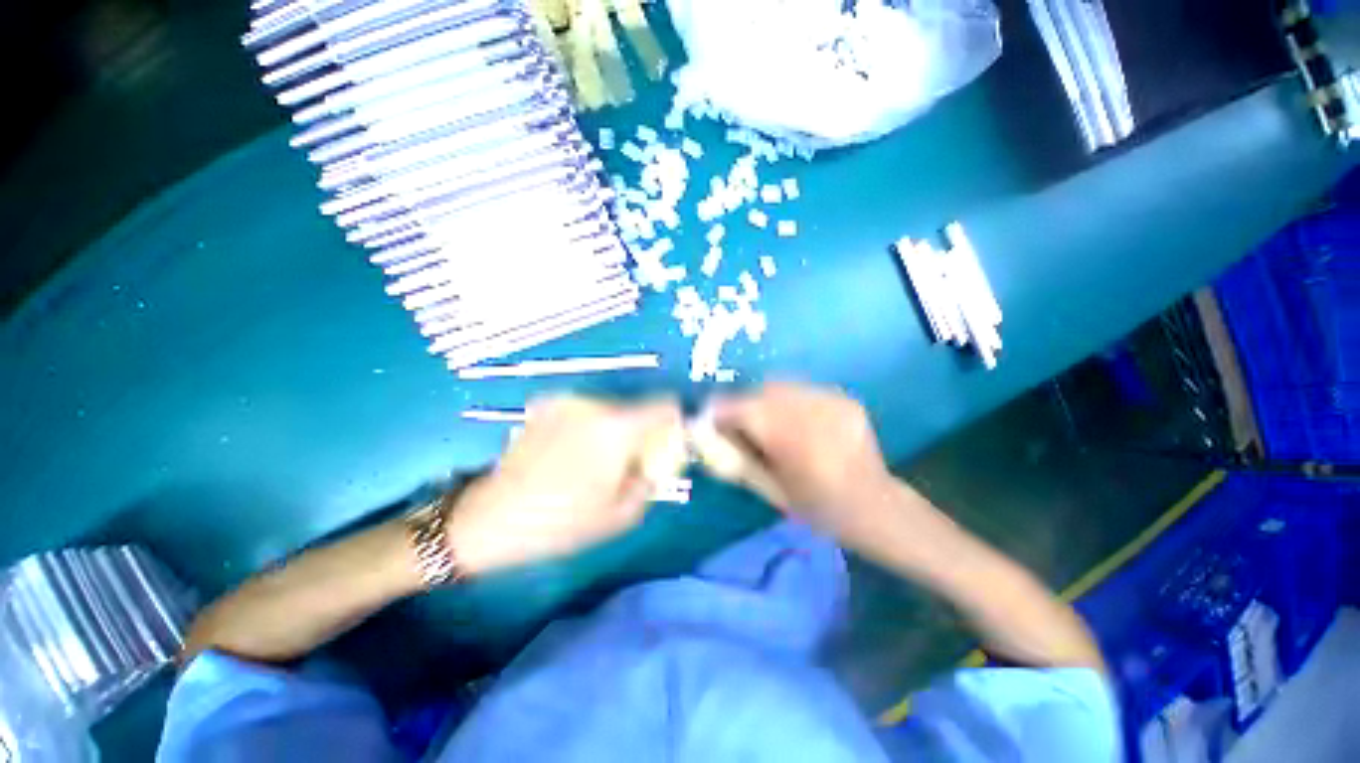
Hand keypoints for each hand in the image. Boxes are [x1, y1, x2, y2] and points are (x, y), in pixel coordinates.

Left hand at [447, 394, 683, 573]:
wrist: (491, 519)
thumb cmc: (561, 522)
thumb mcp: (621, 514)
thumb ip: (651, 479)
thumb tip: (658, 459)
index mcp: (617, 428)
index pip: (664, 405)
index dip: (673, 420)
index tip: (669, 440)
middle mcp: (594, 404)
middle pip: (636, 407)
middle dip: (642, 430)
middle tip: (631, 461)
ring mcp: (567, 402)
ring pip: (611, 409)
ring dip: (615, 429)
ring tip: (596, 461)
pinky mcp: (546, 406)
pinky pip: (585, 412)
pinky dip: (590, 427)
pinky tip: (571, 453)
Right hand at [707, 382, 894, 536]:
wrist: (873, 506)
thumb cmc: (816, 506)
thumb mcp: (769, 489)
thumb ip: (737, 458)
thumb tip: (708, 436)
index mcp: (789, 438)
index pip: (741, 409)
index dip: (719, 411)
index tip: (710, 419)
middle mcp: (810, 411)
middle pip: (761, 391)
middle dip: (745, 403)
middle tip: (741, 422)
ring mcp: (831, 400)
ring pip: (782, 385)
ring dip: (767, 399)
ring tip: (770, 420)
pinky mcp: (844, 397)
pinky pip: (804, 389)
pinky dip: (791, 400)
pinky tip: (797, 420)